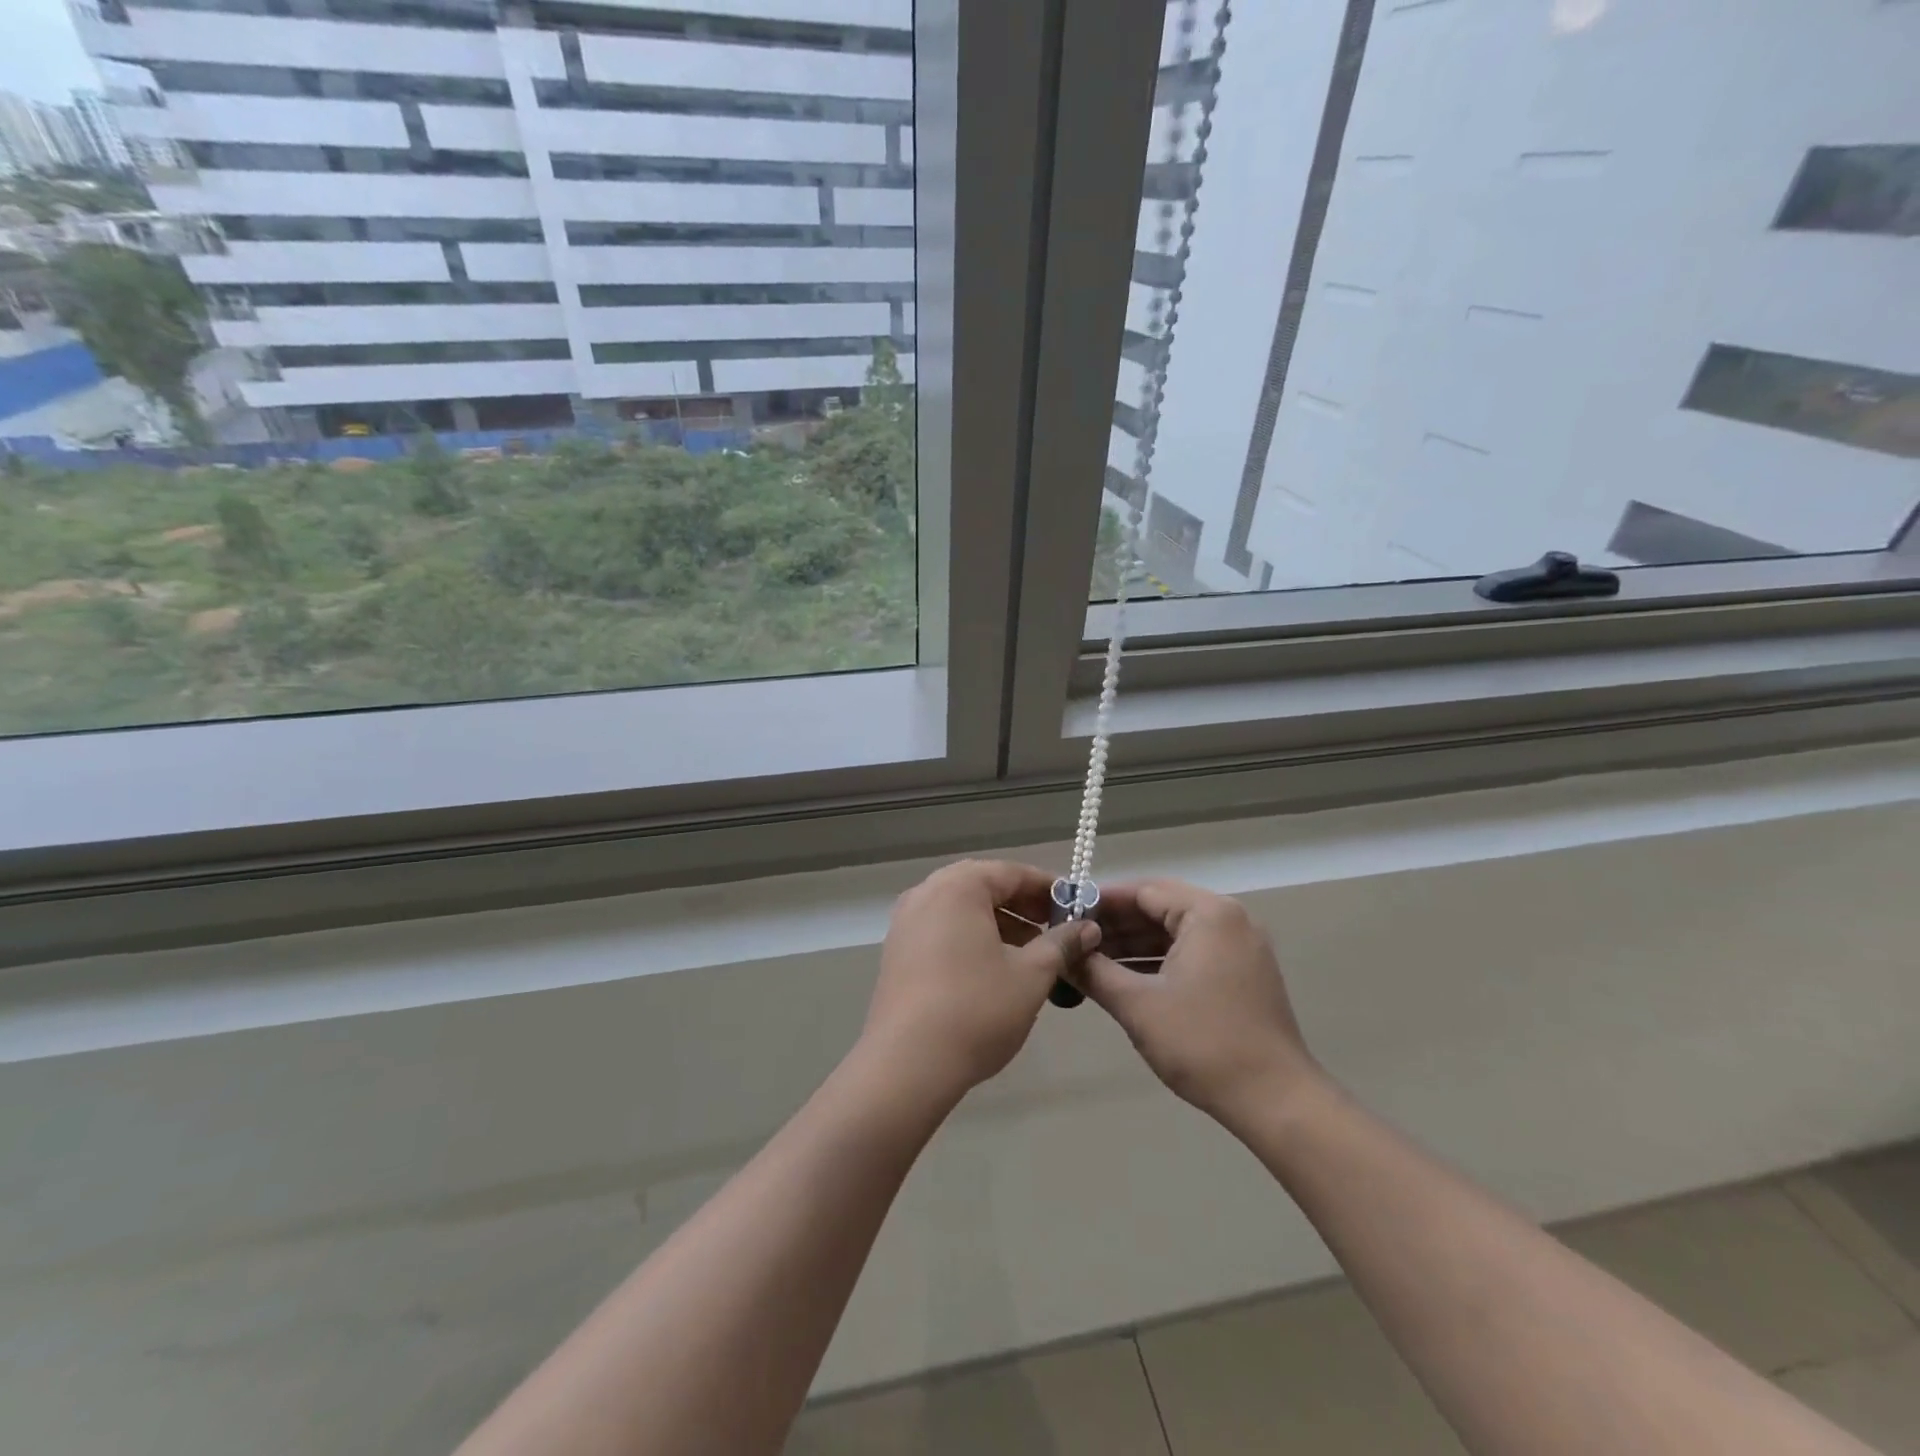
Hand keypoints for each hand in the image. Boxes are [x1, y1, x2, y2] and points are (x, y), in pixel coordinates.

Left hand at [861, 860, 1099, 1107]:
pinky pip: (942, 929)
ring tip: (1031, 952)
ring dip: (998, 923)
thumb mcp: (1031, 975)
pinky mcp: (897, 952)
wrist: (907, 1064)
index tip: (1076, 907)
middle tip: (1056, 928)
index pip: (1011, 872)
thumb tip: (1087, 928)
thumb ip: (1061, 944)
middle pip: (983, 886)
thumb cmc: (976, 1010)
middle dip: (1022, 905)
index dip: (1047, 888)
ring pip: (961, 909)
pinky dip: (971, 938)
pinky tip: (994, 968)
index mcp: (958, 887)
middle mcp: (926, 893)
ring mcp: (906, 922)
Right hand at [1073, 879, 1323, 1126]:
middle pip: (1160, 907)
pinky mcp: (1243, 972)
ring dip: (1134, 944)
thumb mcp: (1137, 1005)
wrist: (1275, 1101)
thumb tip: (1061, 954)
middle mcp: (1229, 919)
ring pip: (1175, 931)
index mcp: (1209, 913)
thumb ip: (1094, 971)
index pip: (1143, 891)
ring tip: (1090, 960)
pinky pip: (1192, 951)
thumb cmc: (1203, 1044)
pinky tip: (1125, 977)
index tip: (1064, 914)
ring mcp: (1240, 946)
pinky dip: (1159, 960)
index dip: (1100, 902)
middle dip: (1115, 924)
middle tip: (1072, 939)